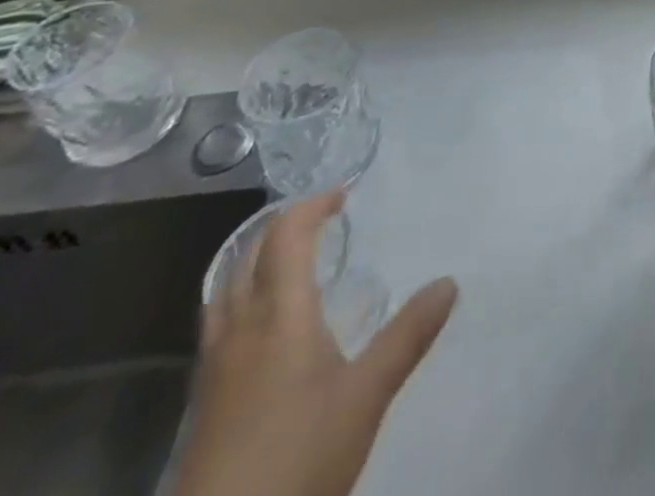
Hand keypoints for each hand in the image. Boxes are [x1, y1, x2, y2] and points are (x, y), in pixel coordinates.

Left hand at [175, 190, 458, 495]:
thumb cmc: (297, 459)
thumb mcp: (366, 396)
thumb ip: (408, 335)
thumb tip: (449, 282)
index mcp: (278, 315)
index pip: (286, 236)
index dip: (312, 206)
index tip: (344, 195)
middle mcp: (239, 330)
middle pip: (247, 257)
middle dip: (282, 227)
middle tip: (322, 219)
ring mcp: (214, 369)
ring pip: (225, 291)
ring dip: (257, 260)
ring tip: (291, 259)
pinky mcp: (204, 402)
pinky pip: (220, 324)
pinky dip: (245, 297)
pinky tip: (269, 325)